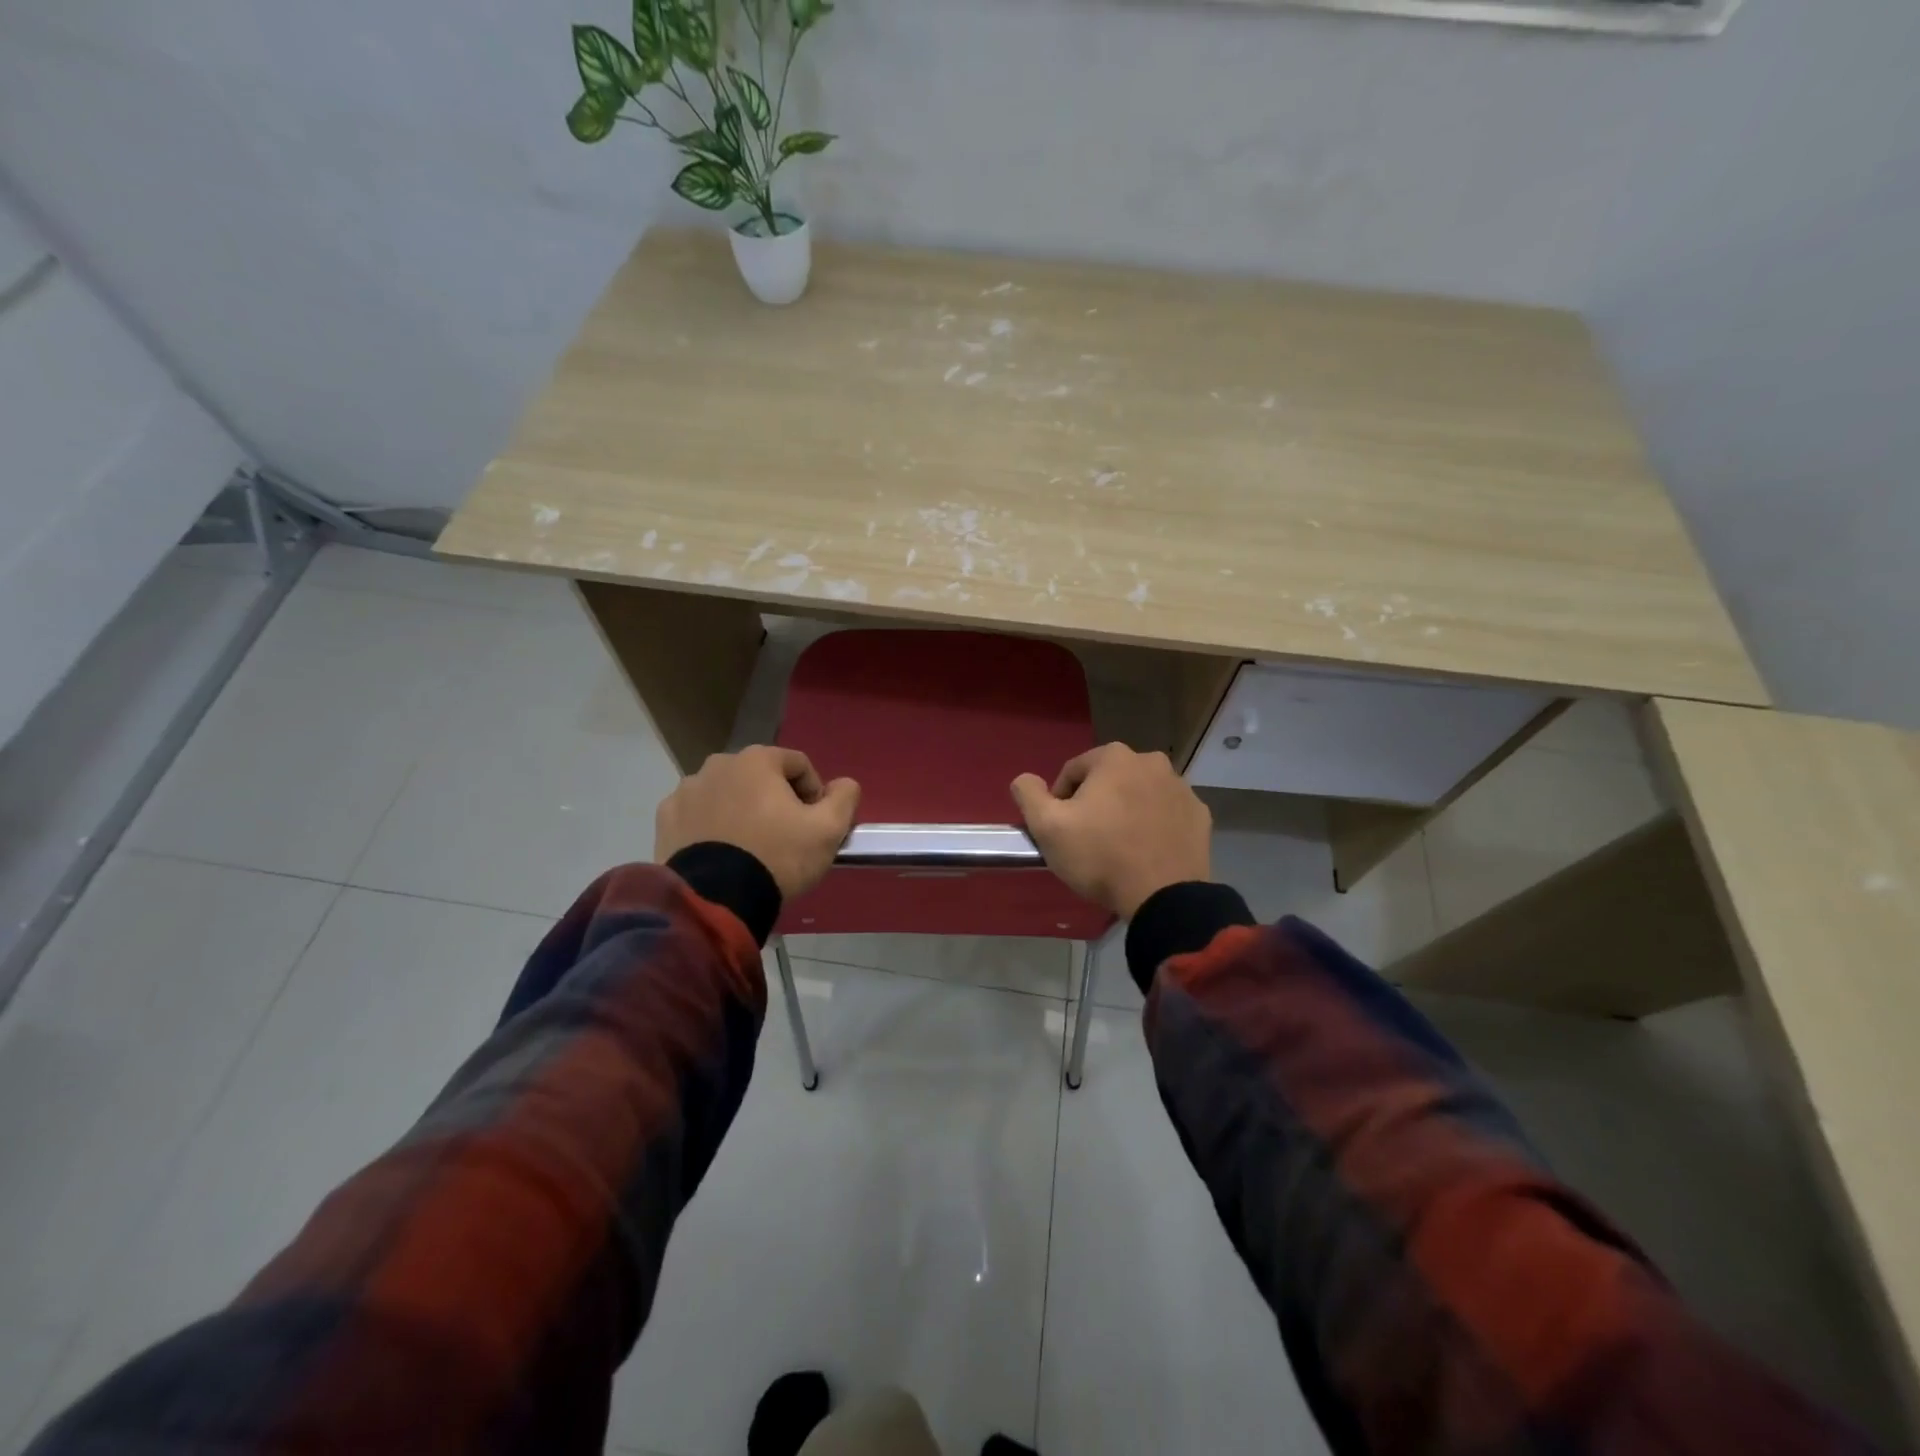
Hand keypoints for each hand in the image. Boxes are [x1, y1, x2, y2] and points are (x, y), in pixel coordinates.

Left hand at [655, 746, 860, 898]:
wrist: (714, 900)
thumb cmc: (777, 857)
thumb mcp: (828, 830)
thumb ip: (844, 798)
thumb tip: (844, 784)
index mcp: (757, 759)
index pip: (798, 765)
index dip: (814, 793)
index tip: (814, 824)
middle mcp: (717, 764)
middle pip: (760, 778)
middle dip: (775, 801)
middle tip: (784, 837)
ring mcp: (686, 791)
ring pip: (727, 795)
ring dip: (742, 811)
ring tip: (750, 849)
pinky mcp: (666, 819)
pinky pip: (699, 815)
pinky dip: (712, 827)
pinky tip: (721, 854)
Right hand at [1010, 743, 1211, 917]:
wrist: (1164, 898)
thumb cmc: (1100, 856)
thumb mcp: (1048, 827)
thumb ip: (1028, 795)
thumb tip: (1024, 779)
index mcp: (1114, 757)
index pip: (1073, 771)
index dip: (1060, 799)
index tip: (1061, 828)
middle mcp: (1152, 762)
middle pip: (1109, 780)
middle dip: (1096, 802)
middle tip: (1088, 837)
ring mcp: (1181, 788)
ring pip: (1140, 795)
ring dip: (1127, 811)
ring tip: (1118, 847)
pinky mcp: (1200, 815)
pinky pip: (1166, 814)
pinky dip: (1154, 825)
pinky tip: (1146, 852)